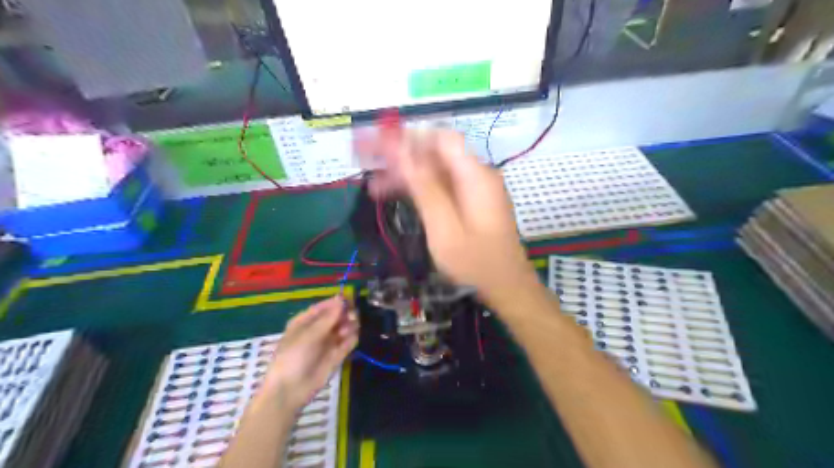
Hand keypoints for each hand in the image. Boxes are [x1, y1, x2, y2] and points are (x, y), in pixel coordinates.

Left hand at [262, 298, 355, 410]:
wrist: (290, 390)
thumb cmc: (293, 357)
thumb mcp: (308, 334)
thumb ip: (328, 318)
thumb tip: (342, 299)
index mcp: (305, 321)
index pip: (324, 307)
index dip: (336, 302)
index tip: (349, 300)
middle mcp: (318, 330)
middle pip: (337, 316)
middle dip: (346, 314)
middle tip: (352, 317)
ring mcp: (328, 343)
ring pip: (345, 327)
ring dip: (350, 325)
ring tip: (347, 331)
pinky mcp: (337, 355)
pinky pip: (348, 342)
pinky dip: (352, 338)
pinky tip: (350, 339)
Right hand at [354, 128, 538, 302]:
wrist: (507, 288)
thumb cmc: (475, 263)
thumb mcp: (444, 227)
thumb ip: (424, 187)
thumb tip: (402, 150)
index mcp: (474, 175)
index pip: (440, 138)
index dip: (408, 136)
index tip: (378, 141)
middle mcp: (476, 175)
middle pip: (435, 153)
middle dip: (400, 155)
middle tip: (366, 160)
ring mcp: (475, 189)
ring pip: (435, 170)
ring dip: (405, 174)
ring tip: (373, 185)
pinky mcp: (470, 203)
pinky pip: (442, 186)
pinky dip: (419, 189)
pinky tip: (396, 196)